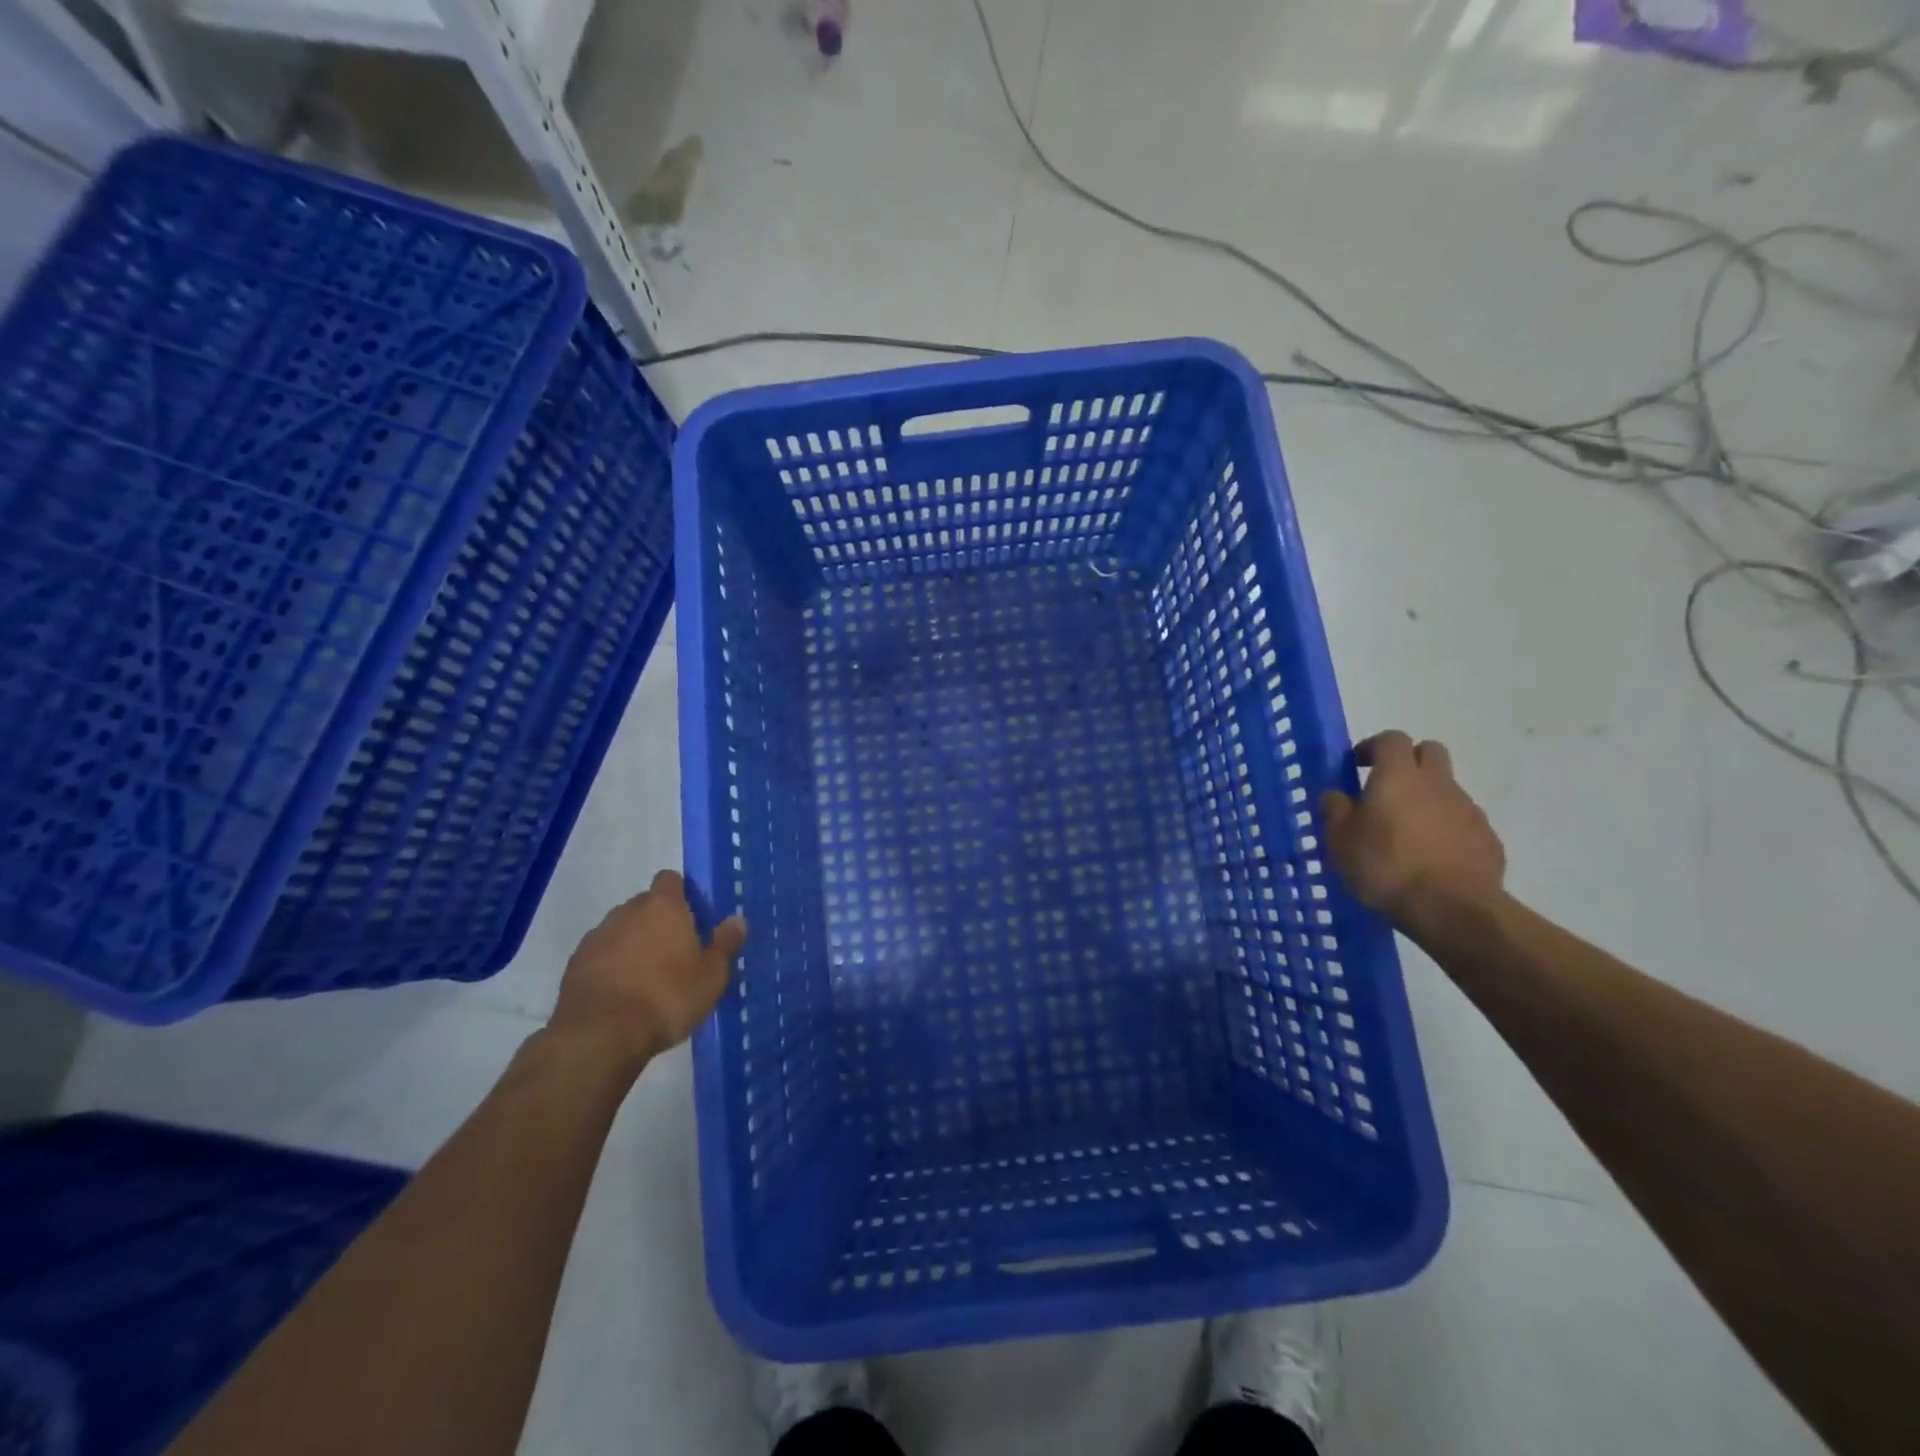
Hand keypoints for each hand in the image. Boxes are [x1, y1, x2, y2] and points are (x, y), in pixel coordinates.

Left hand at [548, 870, 746, 1070]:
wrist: (600, 1035)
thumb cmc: (667, 998)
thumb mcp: (711, 976)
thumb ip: (725, 944)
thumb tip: (737, 920)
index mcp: (664, 907)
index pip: (670, 880)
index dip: (681, 893)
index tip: (692, 916)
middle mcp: (628, 911)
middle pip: (645, 905)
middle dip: (658, 921)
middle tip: (676, 951)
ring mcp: (597, 937)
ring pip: (621, 929)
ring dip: (633, 943)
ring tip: (648, 976)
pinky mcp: (575, 964)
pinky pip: (601, 955)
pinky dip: (611, 965)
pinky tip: (623, 993)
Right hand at [1320, 731, 1504, 927]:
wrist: (1452, 910)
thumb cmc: (1385, 867)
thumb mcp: (1339, 840)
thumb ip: (1335, 810)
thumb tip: (1335, 794)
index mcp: (1398, 776)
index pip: (1391, 739)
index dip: (1373, 747)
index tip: (1357, 766)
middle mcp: (1437, 783)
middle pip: (1429, 752)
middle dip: (1408, 762)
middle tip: (1386, 789)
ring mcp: (1468, 810)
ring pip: (1446, 789)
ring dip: (1426, 800)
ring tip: (1406, 834)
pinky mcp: (1487, 838)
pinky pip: (1462, 822)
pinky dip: (1446, 830)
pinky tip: (1431, 858)